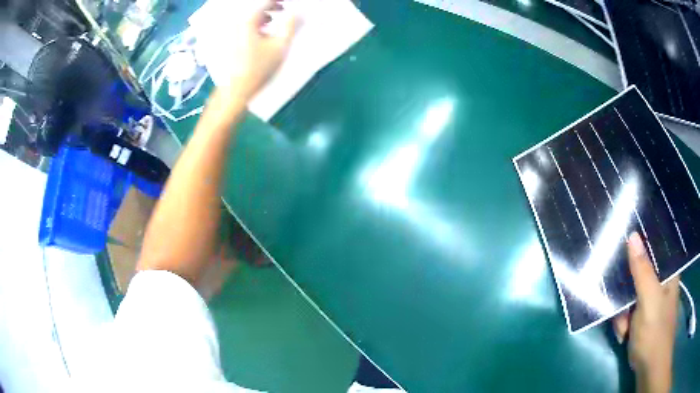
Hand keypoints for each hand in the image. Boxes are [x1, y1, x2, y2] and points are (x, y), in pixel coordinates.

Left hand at [223, 0, 299, 99]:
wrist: (234, 91)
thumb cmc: (257, 69)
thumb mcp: (280, 46)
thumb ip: (291, 25)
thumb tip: (299, 11)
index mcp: (247, 20)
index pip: (266, 1)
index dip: (281, 2)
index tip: (292, 4)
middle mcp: (237, 22)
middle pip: (257, 7)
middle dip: (273, 7)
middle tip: (286, 11)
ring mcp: (231, 32)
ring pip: (250, 17)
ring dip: (265, 16)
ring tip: (276, 23)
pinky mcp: (229, 42)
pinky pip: (245, 26)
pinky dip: (257, 25)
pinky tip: (263, 35)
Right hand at [613, 232, 679, 392]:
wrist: (650, 368)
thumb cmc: (654, 332)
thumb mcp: (648, 299)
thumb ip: (642, 270)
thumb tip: (632, 235)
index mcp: (668, 274)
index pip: (654, 250)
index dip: (639, 249)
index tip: (623, 250)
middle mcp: (661, 285)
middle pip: (639, 276)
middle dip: (626, 294)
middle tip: (621, 306)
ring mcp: (651, 304)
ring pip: (630, 297)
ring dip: (622, 314)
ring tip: (624, 329)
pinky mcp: (643, 320)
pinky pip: (628, 313)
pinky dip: (624, 324)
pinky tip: (624, 335)